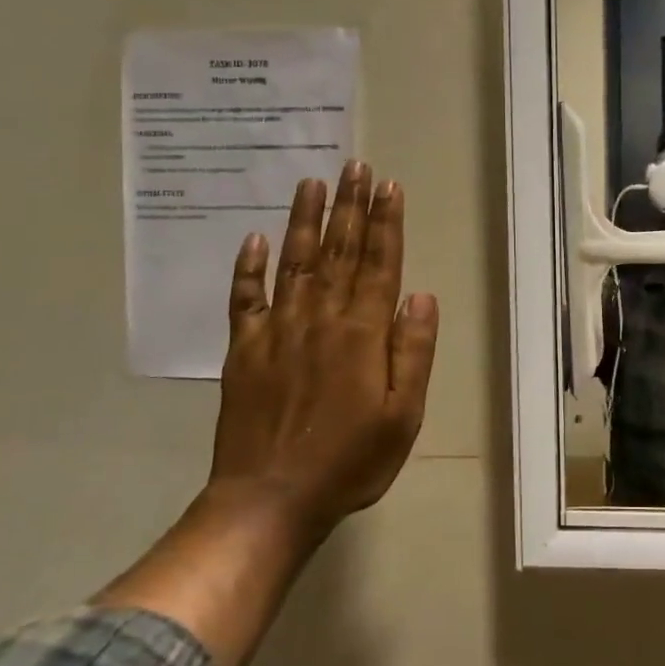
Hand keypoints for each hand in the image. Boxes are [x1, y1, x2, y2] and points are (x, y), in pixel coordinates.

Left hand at [211, 161, 439, 538]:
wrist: (270, 499)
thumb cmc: (350, 461)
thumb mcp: (403, 415)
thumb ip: (413, 351)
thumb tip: (421, 295)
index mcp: (362, 334)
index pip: (379, 264)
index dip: (386, 223)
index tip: (388, 186)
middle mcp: (320, 319)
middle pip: (339, 252)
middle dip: (350, 206)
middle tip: (355, 166)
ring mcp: (277, 332)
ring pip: (294, 263)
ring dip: (304, 221)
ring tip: (312, 183)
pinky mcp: (243, 351)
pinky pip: (245, 300)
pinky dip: (248, 268)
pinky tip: (253, 240)